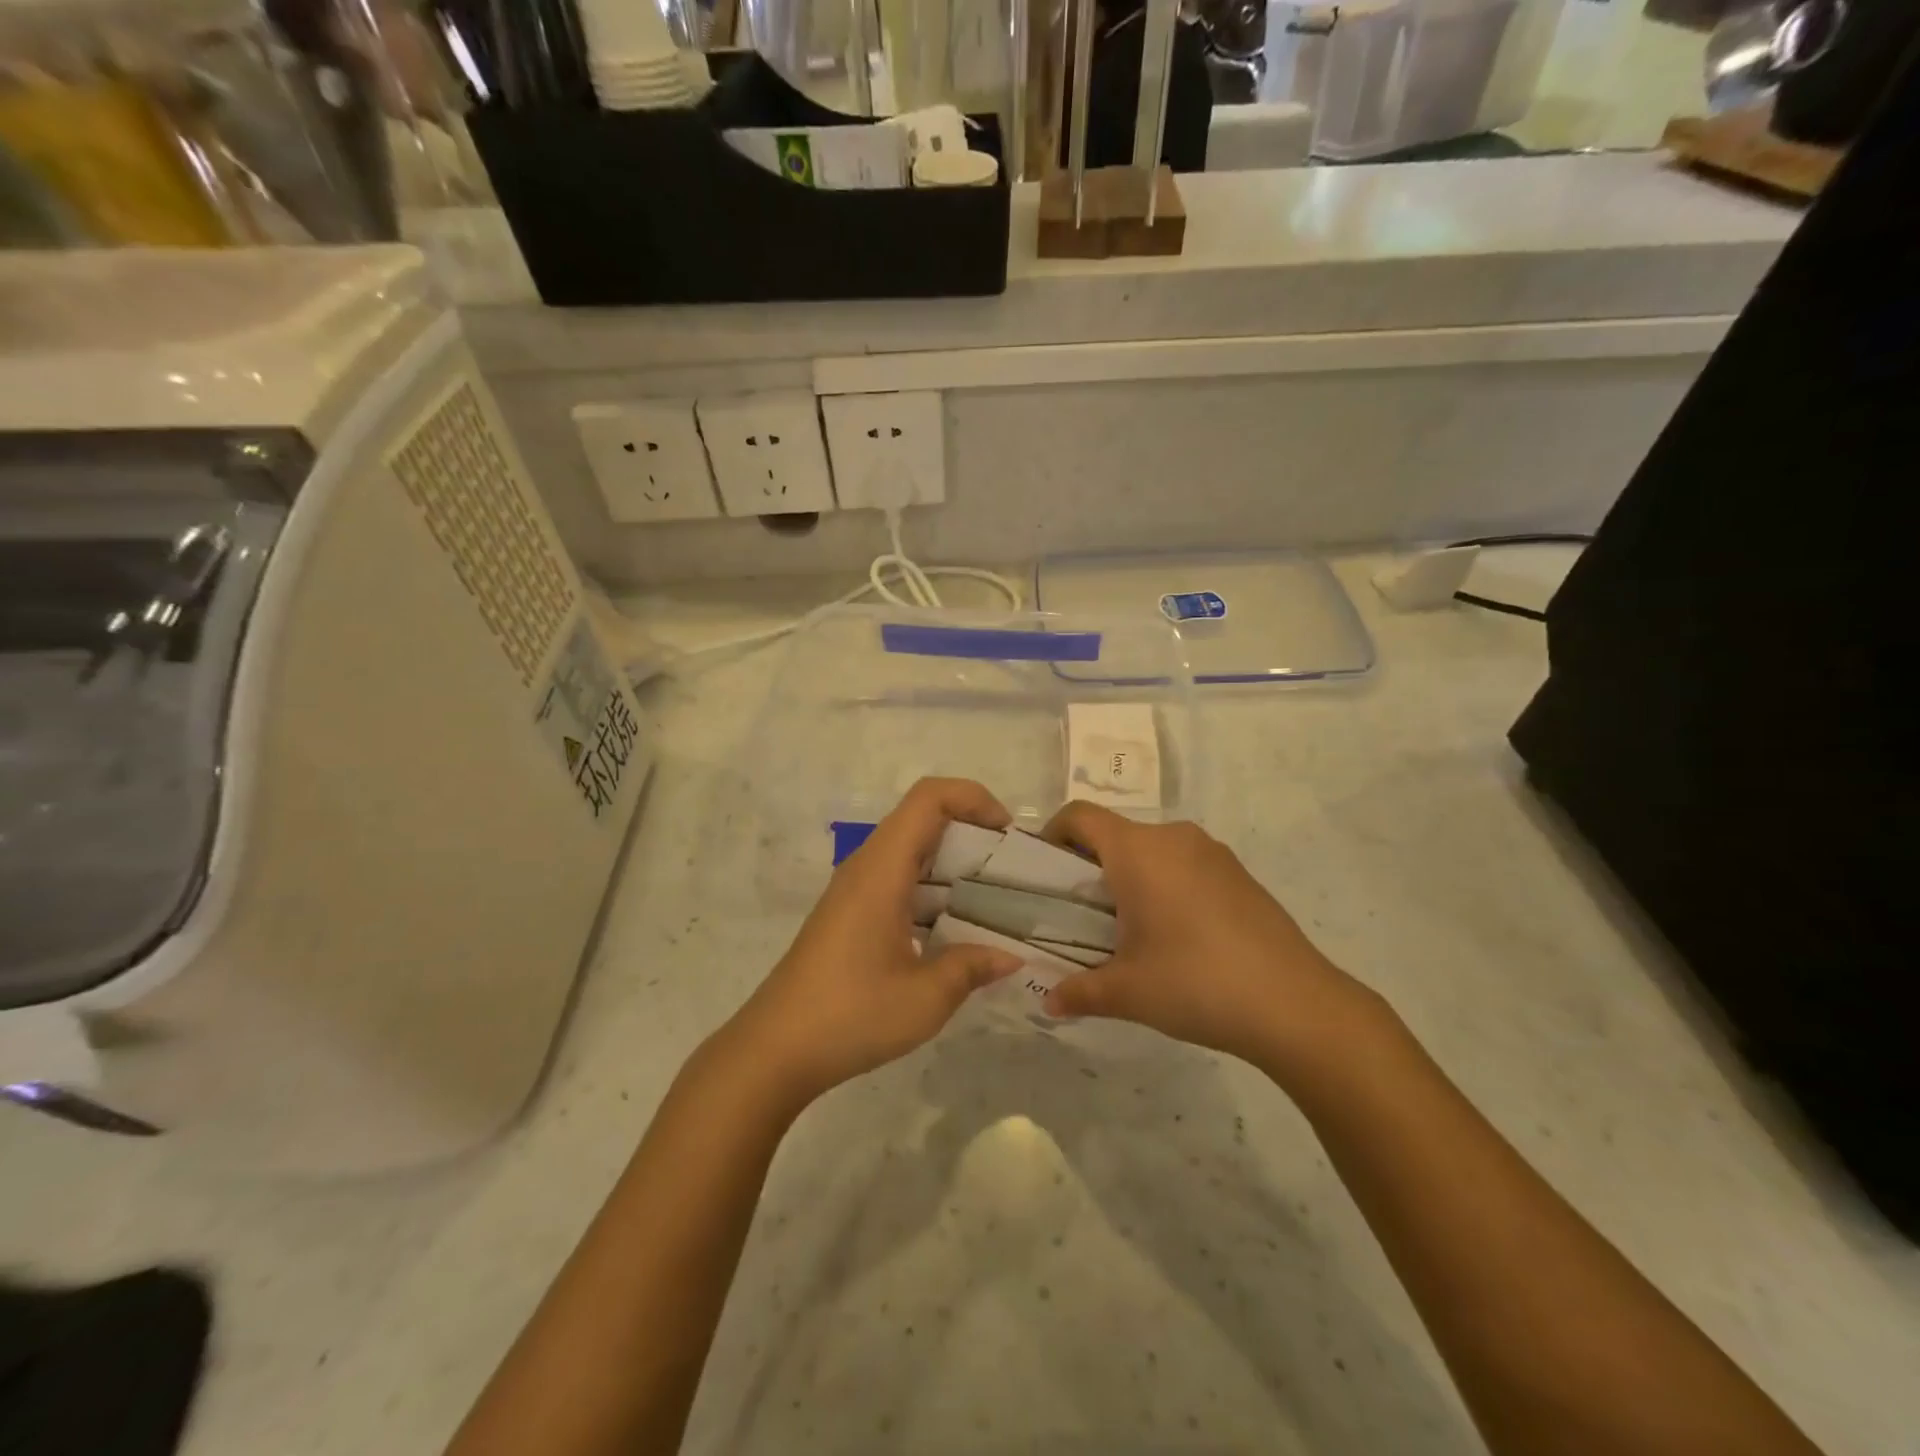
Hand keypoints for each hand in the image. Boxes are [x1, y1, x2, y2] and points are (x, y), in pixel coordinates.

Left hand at [729, 778, 1022, 1107]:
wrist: (775, 1050)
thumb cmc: (851, 1015)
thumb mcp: (925, 998)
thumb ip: (972, 967)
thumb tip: (1012, 957)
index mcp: (882, 869)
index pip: (930, 797)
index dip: (974, 798)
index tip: (1008, 835)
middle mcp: (867, 867)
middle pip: (924, 820)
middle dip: (972, 834)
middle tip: (1011, 872)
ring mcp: (855, 890)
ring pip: (912, 852)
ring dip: (954, 866)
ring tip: (994, 901)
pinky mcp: (851, 914)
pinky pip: (899, 881)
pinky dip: (934, 892)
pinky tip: (956, 932)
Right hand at [1039, 803, 1380, 1082]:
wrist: (1295, 1004)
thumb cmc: (1195, 983)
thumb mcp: (1127, 992)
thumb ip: (1079, 991)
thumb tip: (1049, 1002)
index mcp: (1137, 851)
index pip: (1079, 816)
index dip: (1054, 835)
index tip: (1047, 874)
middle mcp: (1173, 837)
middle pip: (1116, 834)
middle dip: (1092, 866)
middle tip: (1085, 915)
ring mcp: (1212, 852)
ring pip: (1153, 849)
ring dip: (1132, 876)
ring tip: (1133, 929)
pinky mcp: (1239, 873)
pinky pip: (1186, 864)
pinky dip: (1168, 884)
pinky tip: (1180, 936)